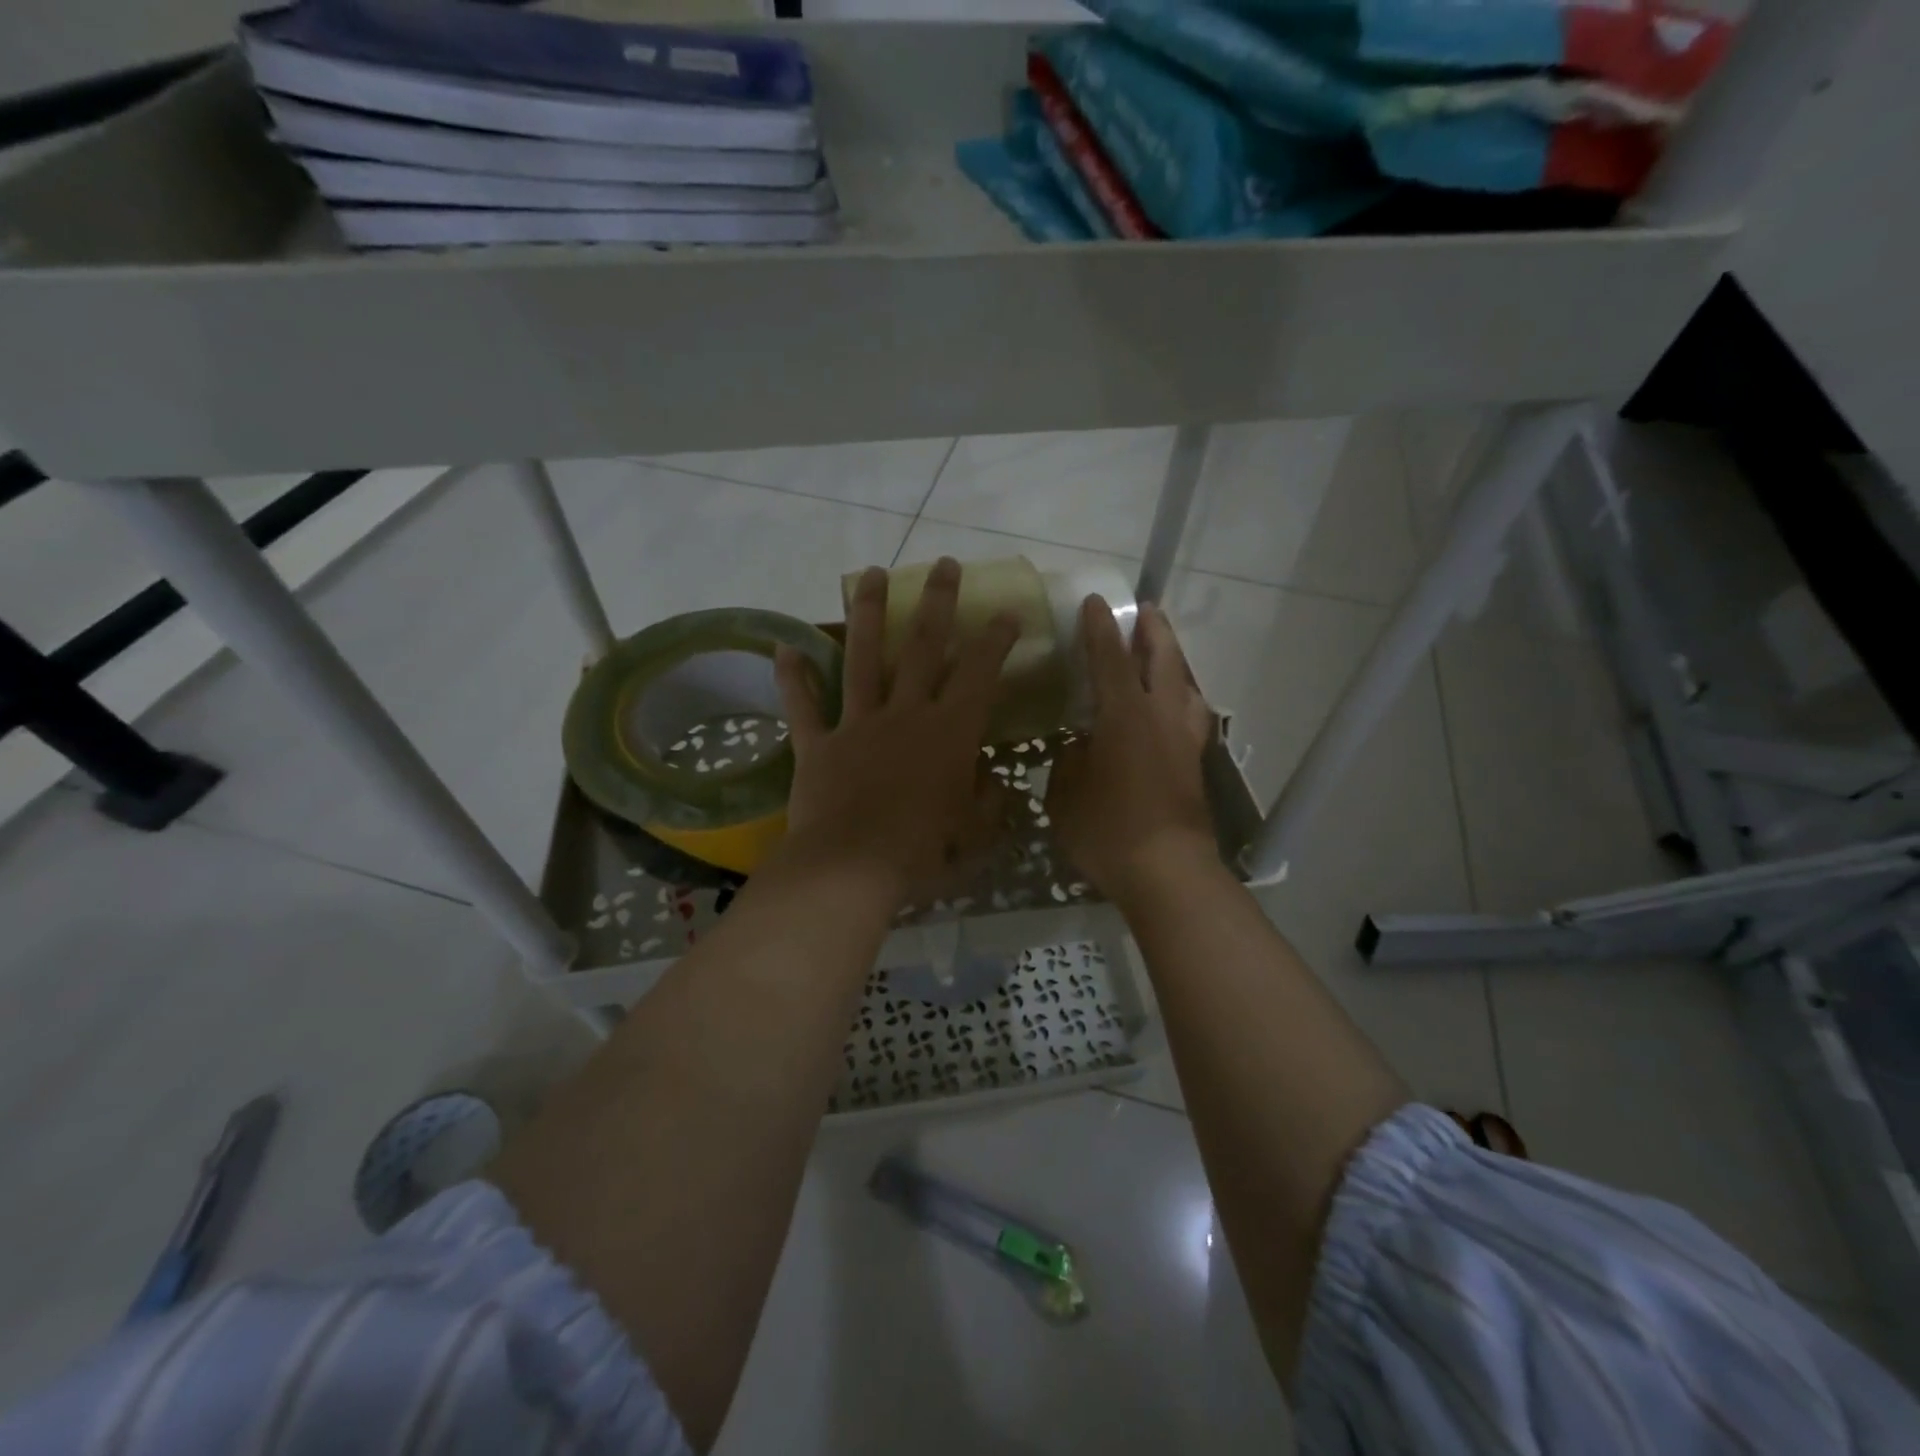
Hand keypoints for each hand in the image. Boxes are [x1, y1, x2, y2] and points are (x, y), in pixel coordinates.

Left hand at [773, 558, 1018, 910]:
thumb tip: (992, 781)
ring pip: (862, 657)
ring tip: (870, 573)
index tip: (1006, 614)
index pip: (979, 673)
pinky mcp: (817, 744)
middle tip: (942, 565)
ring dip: (867, 612)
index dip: (996, 640)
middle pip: (921, 646)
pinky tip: (783, 646)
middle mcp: (905, 714)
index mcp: (949, 732)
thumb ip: (988, 801)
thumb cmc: (922, 852)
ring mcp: (858, 724)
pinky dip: (792, 677)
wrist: (851, 868)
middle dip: (936, 602)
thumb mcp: (973, 833)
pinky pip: (802, 705)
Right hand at [1046, 597, 1215, 904]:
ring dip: (1175, 662)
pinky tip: (1174, 710)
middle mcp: (1161, 718)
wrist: (1169, 873)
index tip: (1096, 601)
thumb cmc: (1108, 832)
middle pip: (1164, 660)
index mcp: (1124, 716)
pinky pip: (1192, 717)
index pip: (1110, 659)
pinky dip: (1183, 699)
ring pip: (1187, 686)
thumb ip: (1069, 763)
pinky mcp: (1195, 766)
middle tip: (1145, 610)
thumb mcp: (1065, 796)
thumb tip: (1078, 748)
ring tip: (1164, 655)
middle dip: (1153, 631)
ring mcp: (1184, 741)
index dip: (1100, 629)